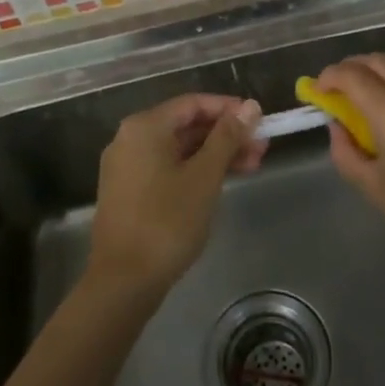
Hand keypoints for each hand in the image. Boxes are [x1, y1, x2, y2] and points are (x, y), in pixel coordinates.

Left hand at [88, 94, 265, 295]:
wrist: (124, 281)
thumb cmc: (167, 221)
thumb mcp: (205, 176)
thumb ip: (228, 137)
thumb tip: (250, 106)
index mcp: (145, 126)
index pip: (193, 104)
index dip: (228, 109)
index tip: (258, 120)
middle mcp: (131, 138)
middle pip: (186, 126)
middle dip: (226, 135)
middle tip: (261, 147)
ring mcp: (127, 166)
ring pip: (179, 149)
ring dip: (214, 154)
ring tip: (252, 166)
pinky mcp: (128, 191)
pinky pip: (167, 168)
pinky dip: (194, 170)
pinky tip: (222, 182)